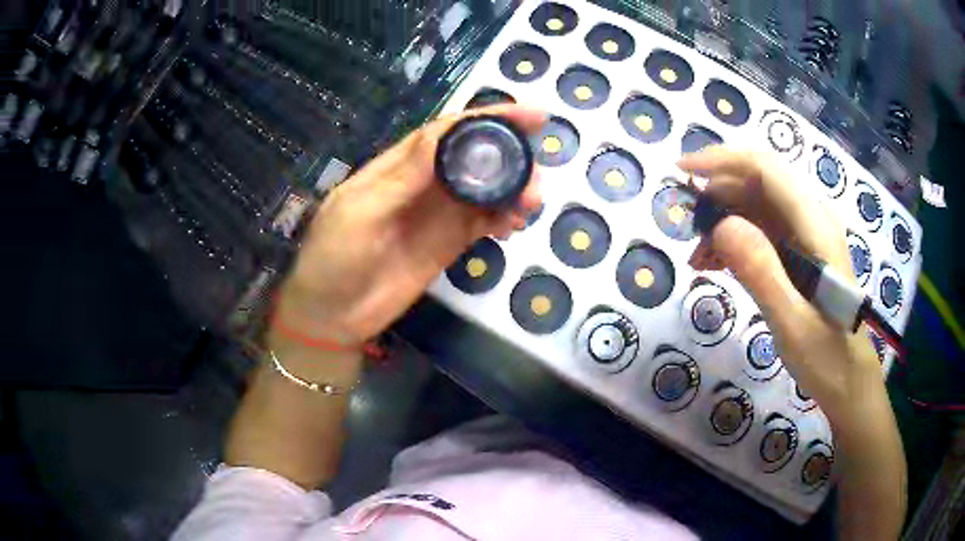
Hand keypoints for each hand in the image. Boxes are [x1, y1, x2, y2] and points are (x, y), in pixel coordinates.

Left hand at [273, 105, 545, 345]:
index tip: (531, 117)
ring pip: (486, 190)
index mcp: (400, 165)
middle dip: (510, 157)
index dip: (489, 118)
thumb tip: (443, 134)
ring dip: (513, 190)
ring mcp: (439, 213)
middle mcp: (425, 183)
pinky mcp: (450, 243)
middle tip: (537, 174)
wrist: (334, 314)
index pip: (449, 131)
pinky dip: (504, 218)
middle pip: (475, 157)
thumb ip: (404, 177)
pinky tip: (516, 225)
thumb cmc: (335, 256)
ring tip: (532, 203)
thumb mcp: (361, 210)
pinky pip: (484, 223)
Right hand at [677, 147, 880, 420]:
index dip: (721, 160)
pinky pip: (762, 230)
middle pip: (759, 181)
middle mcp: (812, 218)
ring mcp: (807, 235)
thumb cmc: (827, 358)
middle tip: (689, 230)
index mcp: (815, 226)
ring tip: (699, 258)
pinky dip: (735, 240)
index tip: (681, 171)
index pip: (765, 168)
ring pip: (757, 205)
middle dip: (718, 194)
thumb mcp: (792, 323)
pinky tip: (716, 265)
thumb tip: (720, 224)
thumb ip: (761, 271)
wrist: (848, 381)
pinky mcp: (800, 252)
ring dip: (724, 221)